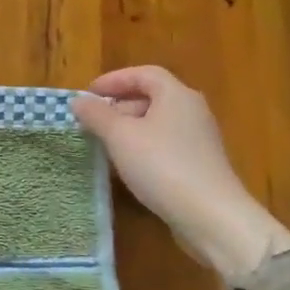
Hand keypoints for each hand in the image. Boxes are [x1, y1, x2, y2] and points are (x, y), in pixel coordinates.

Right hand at [71, 65, 289, 283]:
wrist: (210, 215)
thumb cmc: (161, 165)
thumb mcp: (119, 136)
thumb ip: (96, 115)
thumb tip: (78, 101)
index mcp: (176, 95)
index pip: (144, 74)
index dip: (114, 79)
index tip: (88, 94)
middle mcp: (192, 111)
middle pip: (152, 97)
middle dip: (119, 105)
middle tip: (92, 121)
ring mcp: (199, 139)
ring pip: (157, 123)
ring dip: (129, 128)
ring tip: (104, 144)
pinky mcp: (200, 164)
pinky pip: (165, 144)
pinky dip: (142, 147)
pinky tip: (128, 167)